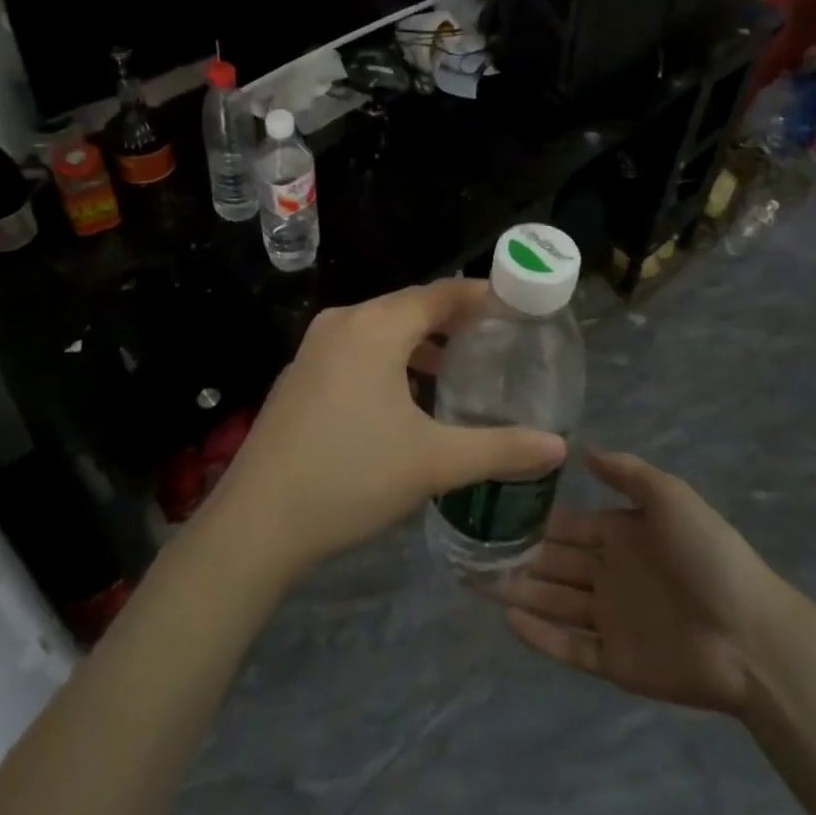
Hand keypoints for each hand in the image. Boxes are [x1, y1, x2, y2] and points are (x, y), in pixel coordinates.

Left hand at [203, 280, 567, 582]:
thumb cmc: (350, 477)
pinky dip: (390, 359)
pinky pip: (357, 350)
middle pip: (409, 306)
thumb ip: (499, 448)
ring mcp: (314, 348)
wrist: (257, 521)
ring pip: (381, 330)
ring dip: (420, 343)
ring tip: (459, 368)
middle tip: (496, 340)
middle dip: (453, 320)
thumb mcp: (432, 462)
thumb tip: (558, 447)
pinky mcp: (300, 375)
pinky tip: (408, 397)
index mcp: (374, 327)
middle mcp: (342, 324)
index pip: (439, 293)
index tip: (517, 306)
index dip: (480, 295)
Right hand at [494, 451, 798, 715]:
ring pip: (553, 602)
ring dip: (517, 592)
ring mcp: (610, 619)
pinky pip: (569, 646)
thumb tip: (582, 450)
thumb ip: (627, 473)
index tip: (492, 509)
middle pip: (552, 564)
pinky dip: (540, 635)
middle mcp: (608, 574)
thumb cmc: (709, 556)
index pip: (566, 525)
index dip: (532, 519)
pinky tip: (509, 618)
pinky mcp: (615, 660)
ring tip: (474, 582)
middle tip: (469, 550)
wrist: (753, 636)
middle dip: (514, 557)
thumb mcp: (670, 497)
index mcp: (620, 535)